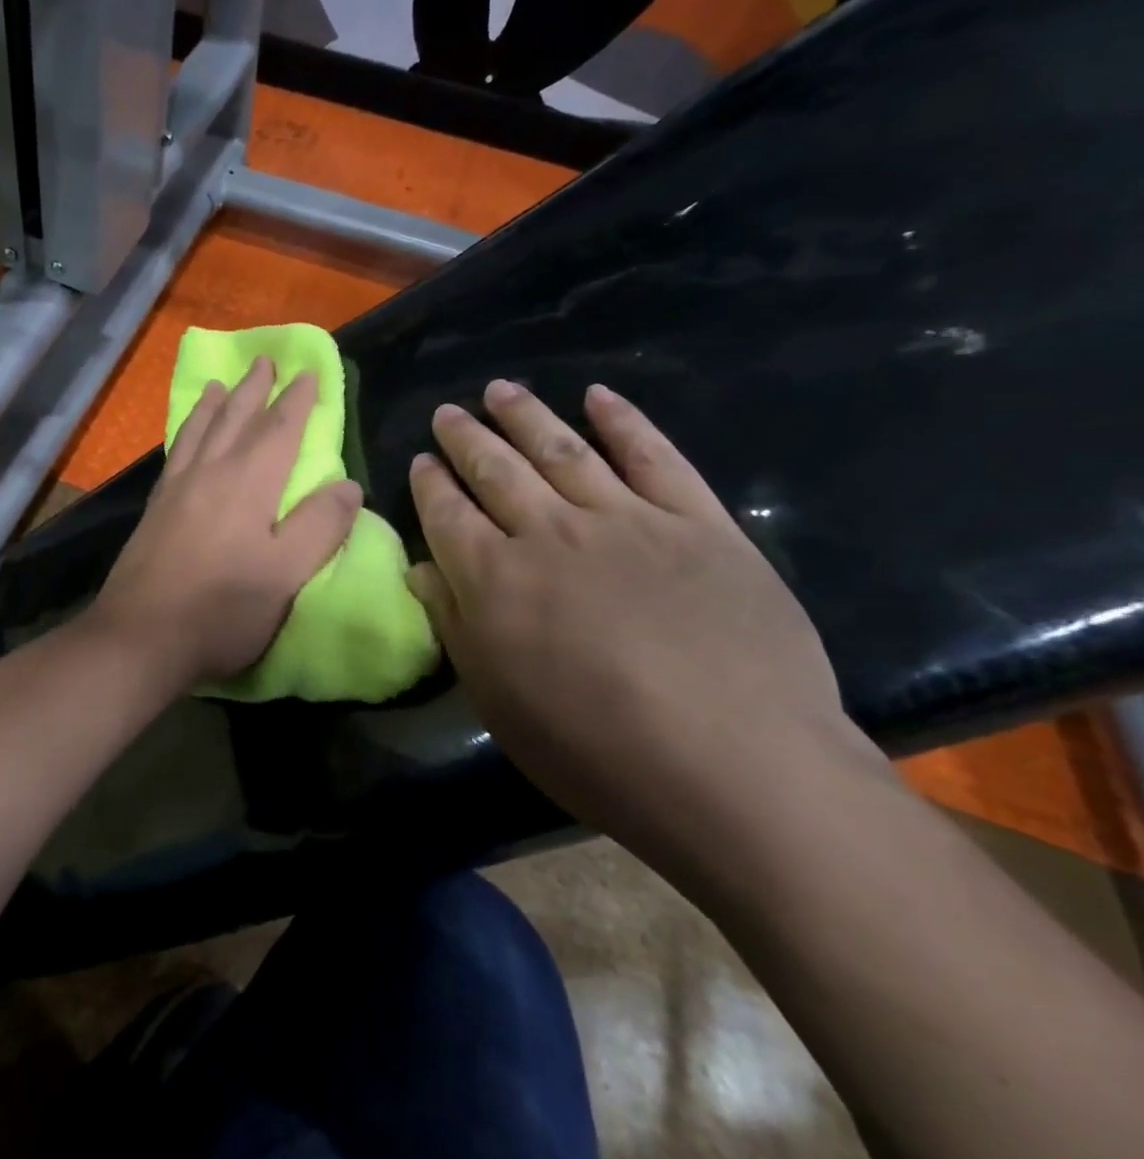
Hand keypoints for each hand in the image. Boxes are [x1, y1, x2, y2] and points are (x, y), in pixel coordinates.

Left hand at [91, 357, 361, 690]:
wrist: (140, 636)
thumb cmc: (222, 609)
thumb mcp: (286, 574)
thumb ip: (319, 527)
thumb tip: (347, 485)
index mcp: (248, 483)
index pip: (279, 429)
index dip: (297, 400)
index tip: (308, 372)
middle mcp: (210, 473)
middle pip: (235, 419)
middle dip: (254, 389)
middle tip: (265, 360)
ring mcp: (175, 490)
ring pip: (199, 431)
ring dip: (214, 404)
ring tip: (219, 384)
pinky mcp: (154, 510)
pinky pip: (175, 453)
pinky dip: (185, 433)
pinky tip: (184, 438)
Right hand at [407, 380, 887, 888]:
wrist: (736, 769)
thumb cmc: (594, 749)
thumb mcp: (497, 701)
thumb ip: (455, 626)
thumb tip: (422, 570)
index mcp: (494, 579)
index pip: (447, 513)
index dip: (430, 483)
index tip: (422, 459)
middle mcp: (550, 533)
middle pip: (496, 470)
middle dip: (467, 438)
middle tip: (449, 411)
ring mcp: (627, 520)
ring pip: (563, 450)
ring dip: (526, 415)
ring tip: (501, 389)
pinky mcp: (698, 523)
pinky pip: (654, 457)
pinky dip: (623, 421)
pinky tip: (599, 396)